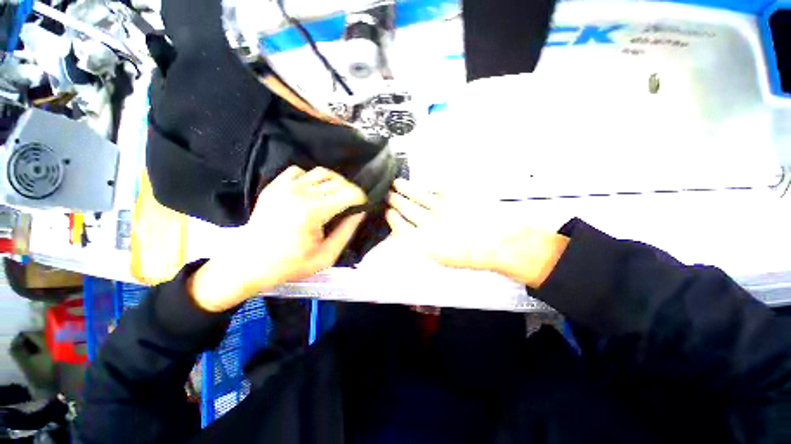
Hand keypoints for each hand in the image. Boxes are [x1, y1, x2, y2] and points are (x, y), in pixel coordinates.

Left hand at [189, 166, 366, 311]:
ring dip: (334, 183)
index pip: (349, 192)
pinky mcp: (275, 185)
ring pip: (322, 172)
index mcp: (313, 212)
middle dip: (350, 191)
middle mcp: (300, 193)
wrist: (249, 263)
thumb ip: (347, 232)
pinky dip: (311, 179)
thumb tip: (360, 213)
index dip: (361, 198)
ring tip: (334, 197)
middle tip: (351, 205)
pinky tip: (312, 192)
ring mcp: (285, 186)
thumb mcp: (326, 256)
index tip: (362, 206)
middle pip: (338, 181)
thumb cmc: (290, 264)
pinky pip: (300, 171)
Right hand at [385, 179, 568, 288]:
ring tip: (397, 183)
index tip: (388, 212)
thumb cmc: (471, 256)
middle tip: (388, 194)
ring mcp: (440, 207)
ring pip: (417, 195)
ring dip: (405, 189)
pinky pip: (438, 188)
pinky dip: (431, 186)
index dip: (392, 218)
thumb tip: (413, 236)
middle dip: (395, 200)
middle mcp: (427, 222)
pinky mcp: (454, 195)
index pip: (400, 226)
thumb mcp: (443, 258)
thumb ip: (425, 246)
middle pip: (406, 208)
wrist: (499, 242)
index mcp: (423, 241)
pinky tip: (427, 184)